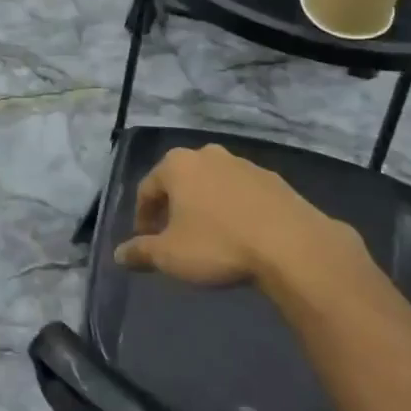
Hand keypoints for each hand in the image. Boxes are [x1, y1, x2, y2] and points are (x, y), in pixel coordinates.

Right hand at [114, 145, 358, 286]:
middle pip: (180, 181)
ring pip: (212, 184)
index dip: (142, 216)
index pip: (147, 188)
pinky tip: (240, 234)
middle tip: (173, 236)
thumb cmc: (218, 244)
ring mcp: (243, 164)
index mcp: (177, 165)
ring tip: (208, 236)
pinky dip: (233, 208)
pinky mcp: (273, 179)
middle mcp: (208, 154)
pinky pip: (241, 192)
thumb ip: (140, 251)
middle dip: (173, 207)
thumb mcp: (170, 255)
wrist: (291, 244)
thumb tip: (119, 255)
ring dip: (204, 206)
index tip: (145, 241)